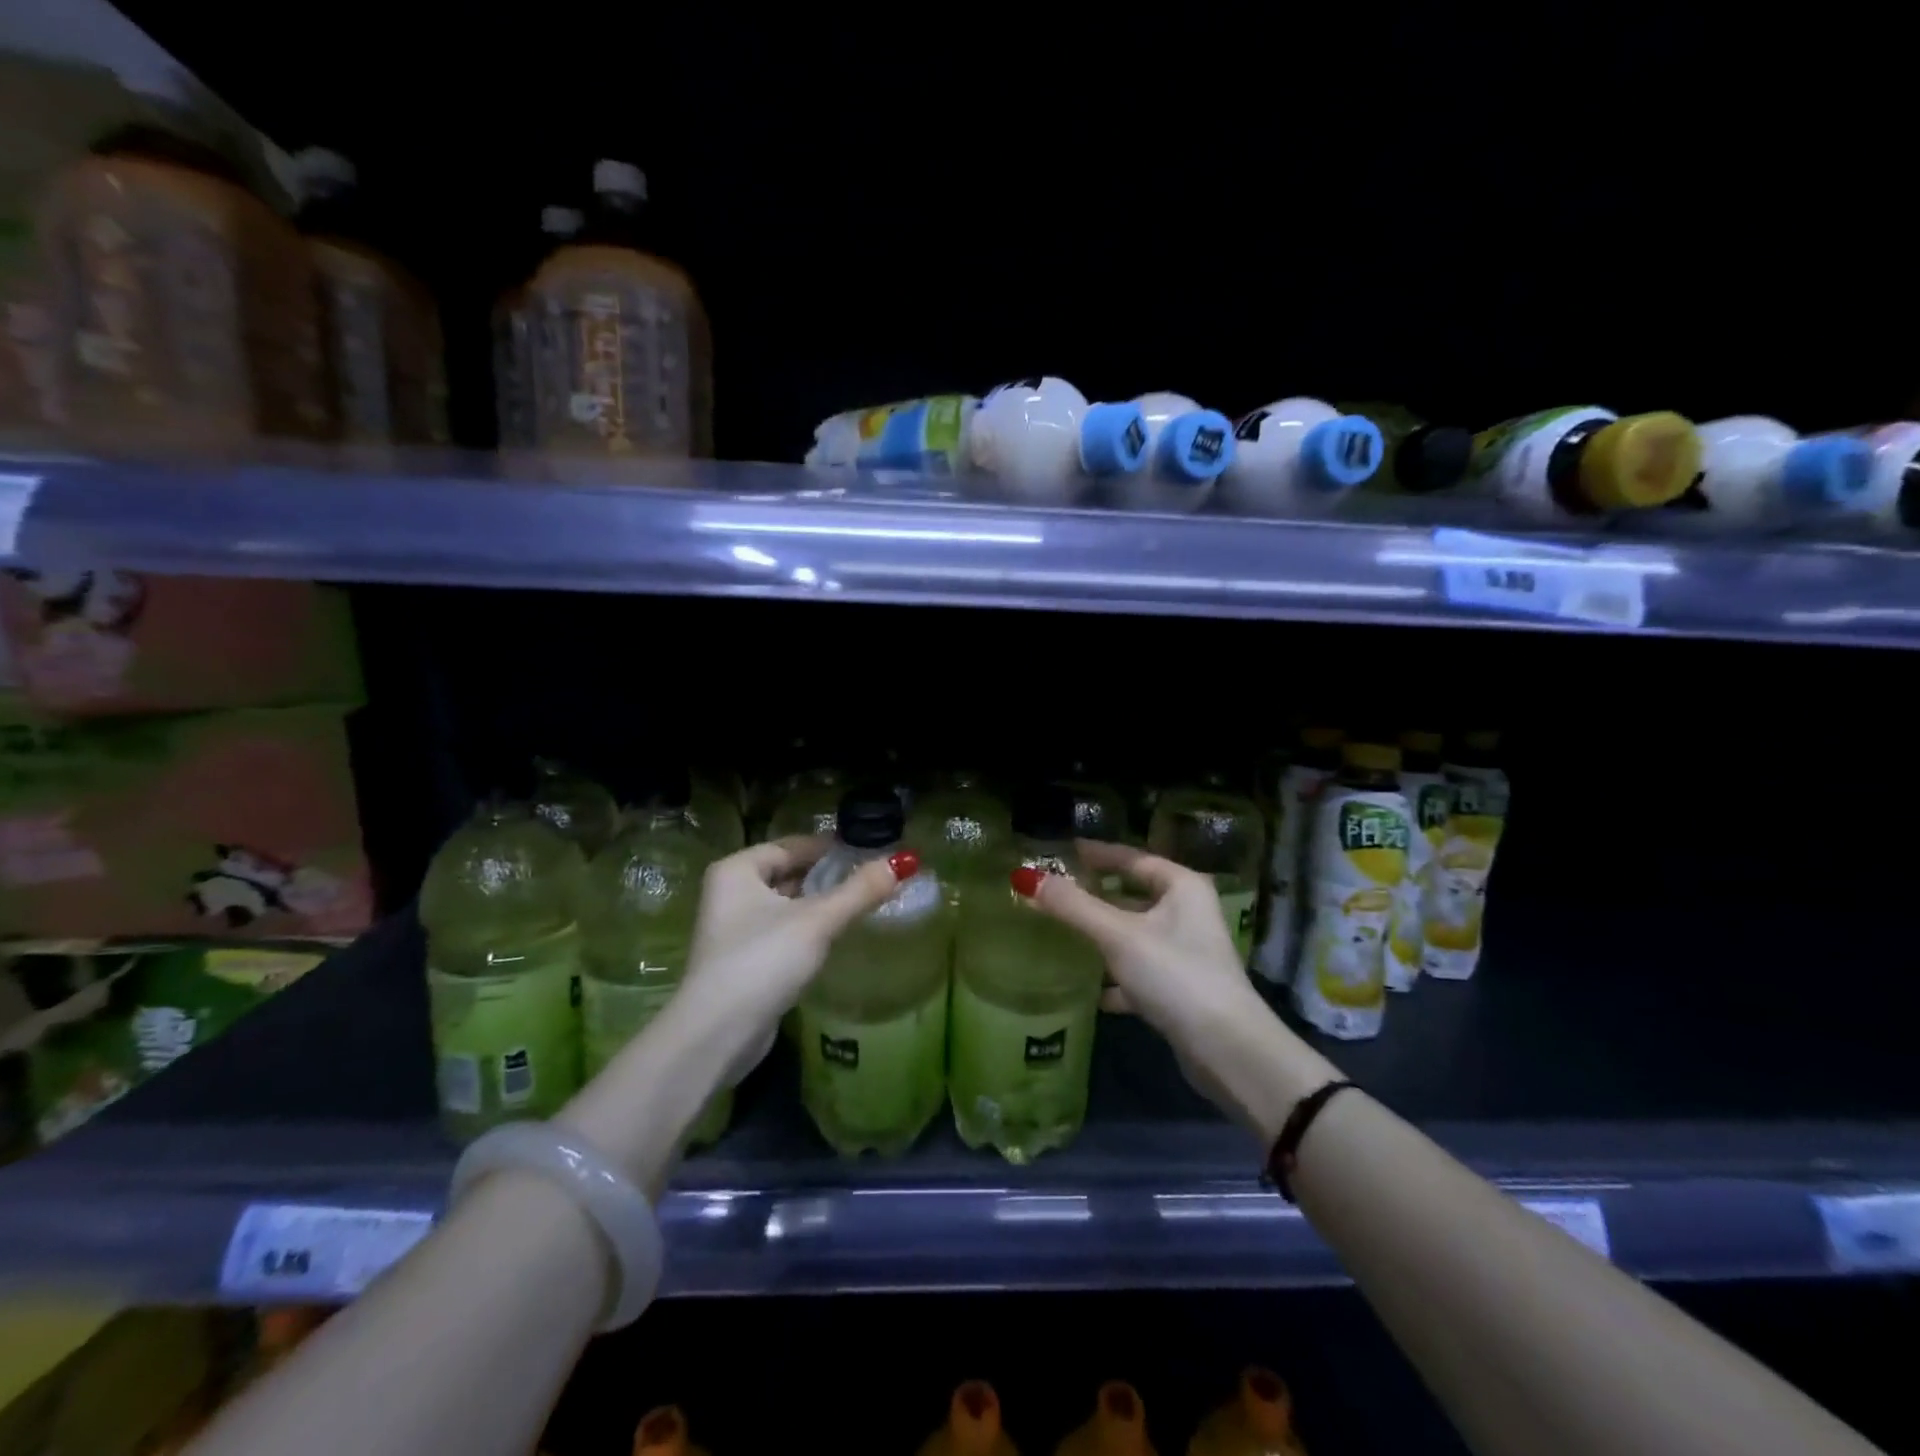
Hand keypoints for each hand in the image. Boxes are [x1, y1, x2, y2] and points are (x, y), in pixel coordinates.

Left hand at [677, 836, 919, 1046]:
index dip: (830, 845)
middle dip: (828, 875)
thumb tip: (904, 861)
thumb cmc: (763, 961)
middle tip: (871, 875)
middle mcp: (730, 892)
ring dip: (820, 903)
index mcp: (738, 870)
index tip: (868, 848)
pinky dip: (808, 928)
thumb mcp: (817, 921)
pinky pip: (782, 930)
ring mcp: (734, 928)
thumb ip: (860, 890)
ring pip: (786, 904)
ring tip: (862, 901)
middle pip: (789, 872)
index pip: (793, 845)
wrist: (717, 1034)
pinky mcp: (743, 960)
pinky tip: (835, 935)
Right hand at [1017, 840, 1335, 1138]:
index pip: (1132, 858)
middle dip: (1094, 895)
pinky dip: (1114, 976)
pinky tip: (1088, 990)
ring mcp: (1185, 952)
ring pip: (1133, 934)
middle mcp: (1187, 913)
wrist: (1226, 1050)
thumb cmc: (1175, 975)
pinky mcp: (1179, 989)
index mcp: (1181, 887)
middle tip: (1053, 892)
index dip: (1097, 853)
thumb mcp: (1118, 936)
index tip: (1062, 851)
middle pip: (1132, 894)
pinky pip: (1138, 971)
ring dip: (1101, 935)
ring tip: (1060, 933)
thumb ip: (1073, 907)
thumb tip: (1025, 877)